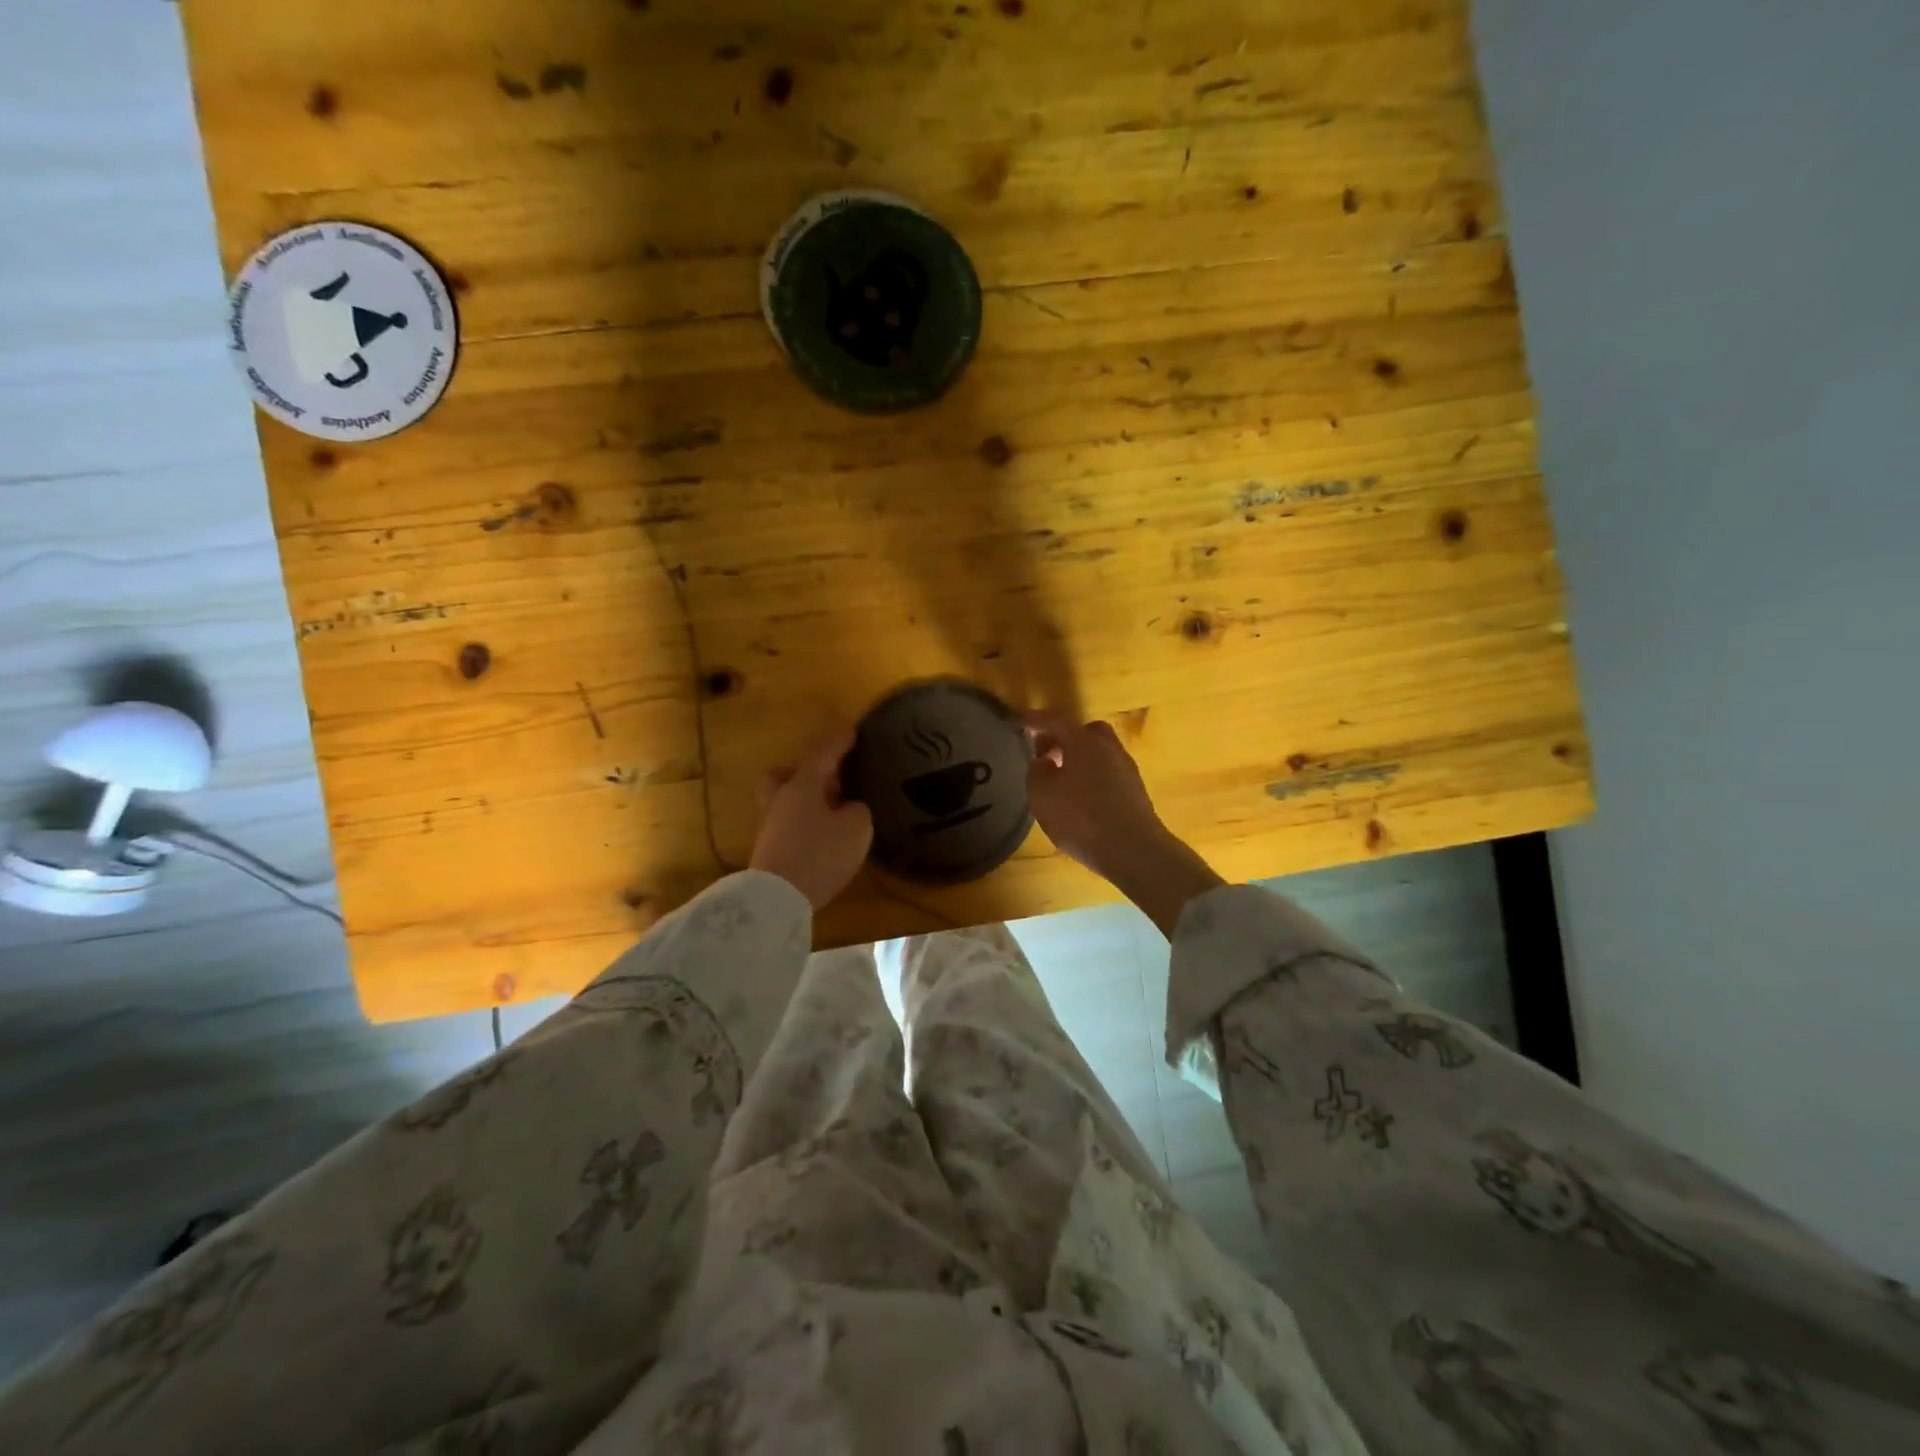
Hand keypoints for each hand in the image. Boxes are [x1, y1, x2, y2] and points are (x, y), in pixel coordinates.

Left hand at [749, 728, 873, 909]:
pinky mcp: (770, 850)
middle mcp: (781, 799)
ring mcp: (771, 826)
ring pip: (785, 800)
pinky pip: (789, 823)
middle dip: (804, 771)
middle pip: (785, 774)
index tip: (851, 733)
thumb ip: (857, 811)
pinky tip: (823, 834)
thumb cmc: (820, 854)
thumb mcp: (856, 828)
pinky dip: (805, 822)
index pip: (821, 754)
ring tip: (833, 810)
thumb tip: (849, 808)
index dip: (838, 742)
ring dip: (806, 799)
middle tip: (829, 778)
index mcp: (803, 785)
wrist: (778, 898)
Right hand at [1024, 710, 1223, 937]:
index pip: (1055, 720)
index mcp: (1083, 741)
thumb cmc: (1080, 818)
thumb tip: (1045, 760)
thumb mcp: (1042, 795)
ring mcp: (1126, 769)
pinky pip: (1108, 773)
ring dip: (1079, 759)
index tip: (1019, 722)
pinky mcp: (1135, 791)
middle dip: (1064, 738)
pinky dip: (1092, 776)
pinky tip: (1081, 798)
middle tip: (1046, 754)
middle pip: (1085, 732)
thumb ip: (1037, 771)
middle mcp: (1108, 748)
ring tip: (1061, 780)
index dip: (1035, 720)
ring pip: (1099, 753)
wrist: (1133, 850)